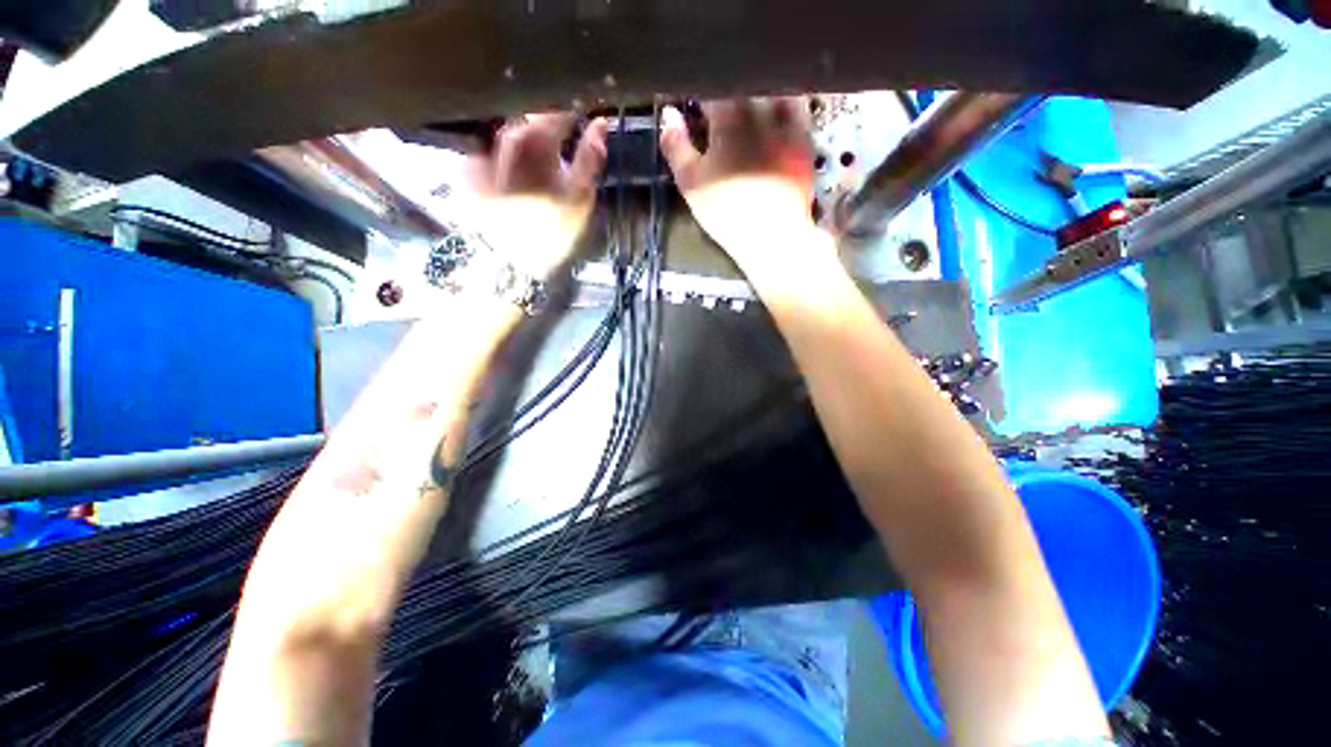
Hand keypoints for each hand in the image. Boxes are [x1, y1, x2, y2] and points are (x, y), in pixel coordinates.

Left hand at [466, 113, 608, 279]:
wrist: (512, 263)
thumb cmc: (552, 233)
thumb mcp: (580, 199)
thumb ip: (590, 159)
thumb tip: (600, 124)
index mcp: (536, 142)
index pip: (556, 108)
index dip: (573, 108)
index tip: (585, 114)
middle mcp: (504, 137)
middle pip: (529, 114)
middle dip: (549, 121)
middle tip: (565, 136)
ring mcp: (483, 150)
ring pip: (510, 129)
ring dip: (529, 136)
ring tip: (543, 155)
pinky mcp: (469, 166)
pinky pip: (491, 146)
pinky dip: (507, 151)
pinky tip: (519, 169)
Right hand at [660, 99, 817, 266]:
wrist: (771, 235)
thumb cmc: (725, 211)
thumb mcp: (690, 182)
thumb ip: (676, 145)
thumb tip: (668, 113)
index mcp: (728, 115)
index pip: (709, 88)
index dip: (698, 95)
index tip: (692, 108)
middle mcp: (760, 107)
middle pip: (741, 83)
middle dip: (727, 94)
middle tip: (718, 114)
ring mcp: (787, 120)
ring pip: (771, 88)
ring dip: (757, 93)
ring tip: (748, 111)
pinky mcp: (805, 137)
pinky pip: (797, 106)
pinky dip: (785, 103)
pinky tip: (776, 115)